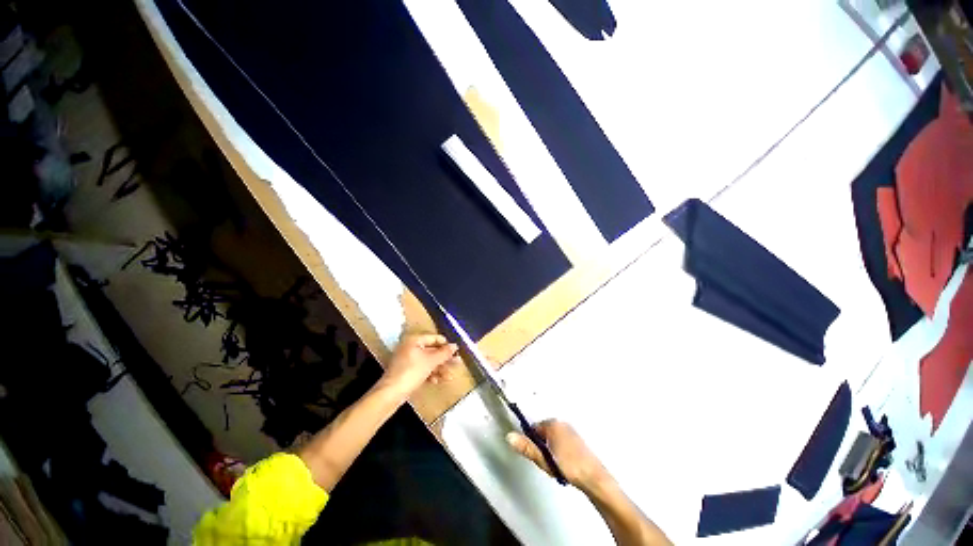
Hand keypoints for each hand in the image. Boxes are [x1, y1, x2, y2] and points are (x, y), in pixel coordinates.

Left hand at [379, 333, 458, 396]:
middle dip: (444, 359)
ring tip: (449, 376)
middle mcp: (410, 347)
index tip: (456, 352)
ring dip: (439, 368)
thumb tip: (455, 346)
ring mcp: (408, 360)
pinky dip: (430, 374)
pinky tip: (438, 381)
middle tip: (457, 363)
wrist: (391, 394)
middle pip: (432, 350)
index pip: (434, 338)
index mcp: (414, 340)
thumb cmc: (411, 372)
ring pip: (428, 361)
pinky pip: (422, 369)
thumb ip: (444, 353)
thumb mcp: (431, 361)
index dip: (446, 345)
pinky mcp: (407, 371)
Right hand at [507, 420, 610, 492]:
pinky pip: (562, 440)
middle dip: (542, 445)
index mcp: (552, 424)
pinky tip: (564, 463)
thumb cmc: (567, 466)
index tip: (536, 455)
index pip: (534, 428)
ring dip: (551, 448)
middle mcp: (561, 422)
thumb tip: (509, 436)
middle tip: (546, 461)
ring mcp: (570, 430)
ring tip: (556, 464)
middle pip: (543, 432)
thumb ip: (526, 447)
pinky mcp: (577, 438)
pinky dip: (560, 449)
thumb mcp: (543, 459)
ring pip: (553, 437)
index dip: (532, 442)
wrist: (593, 477)